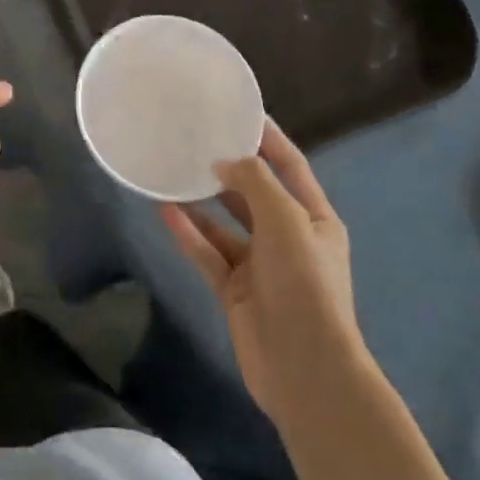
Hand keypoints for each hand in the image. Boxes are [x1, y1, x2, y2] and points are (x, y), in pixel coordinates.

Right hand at [161, 120, 362, 421]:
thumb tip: (224, 162)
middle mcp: (288, 238)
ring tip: (172, 171)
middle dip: (229, 168)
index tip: (240, 111)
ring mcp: (260, 266)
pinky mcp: (234, 290)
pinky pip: (208, 252)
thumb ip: (254, 182)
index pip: (291, 166)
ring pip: (225, 223)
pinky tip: (164, 210)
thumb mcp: (286, 220)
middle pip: (255, 193)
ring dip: (202, 200)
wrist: (305, 368)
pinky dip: (188, 233)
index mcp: (315, 219)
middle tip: (195, 138)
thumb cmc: (305, 283)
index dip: (269, 139)